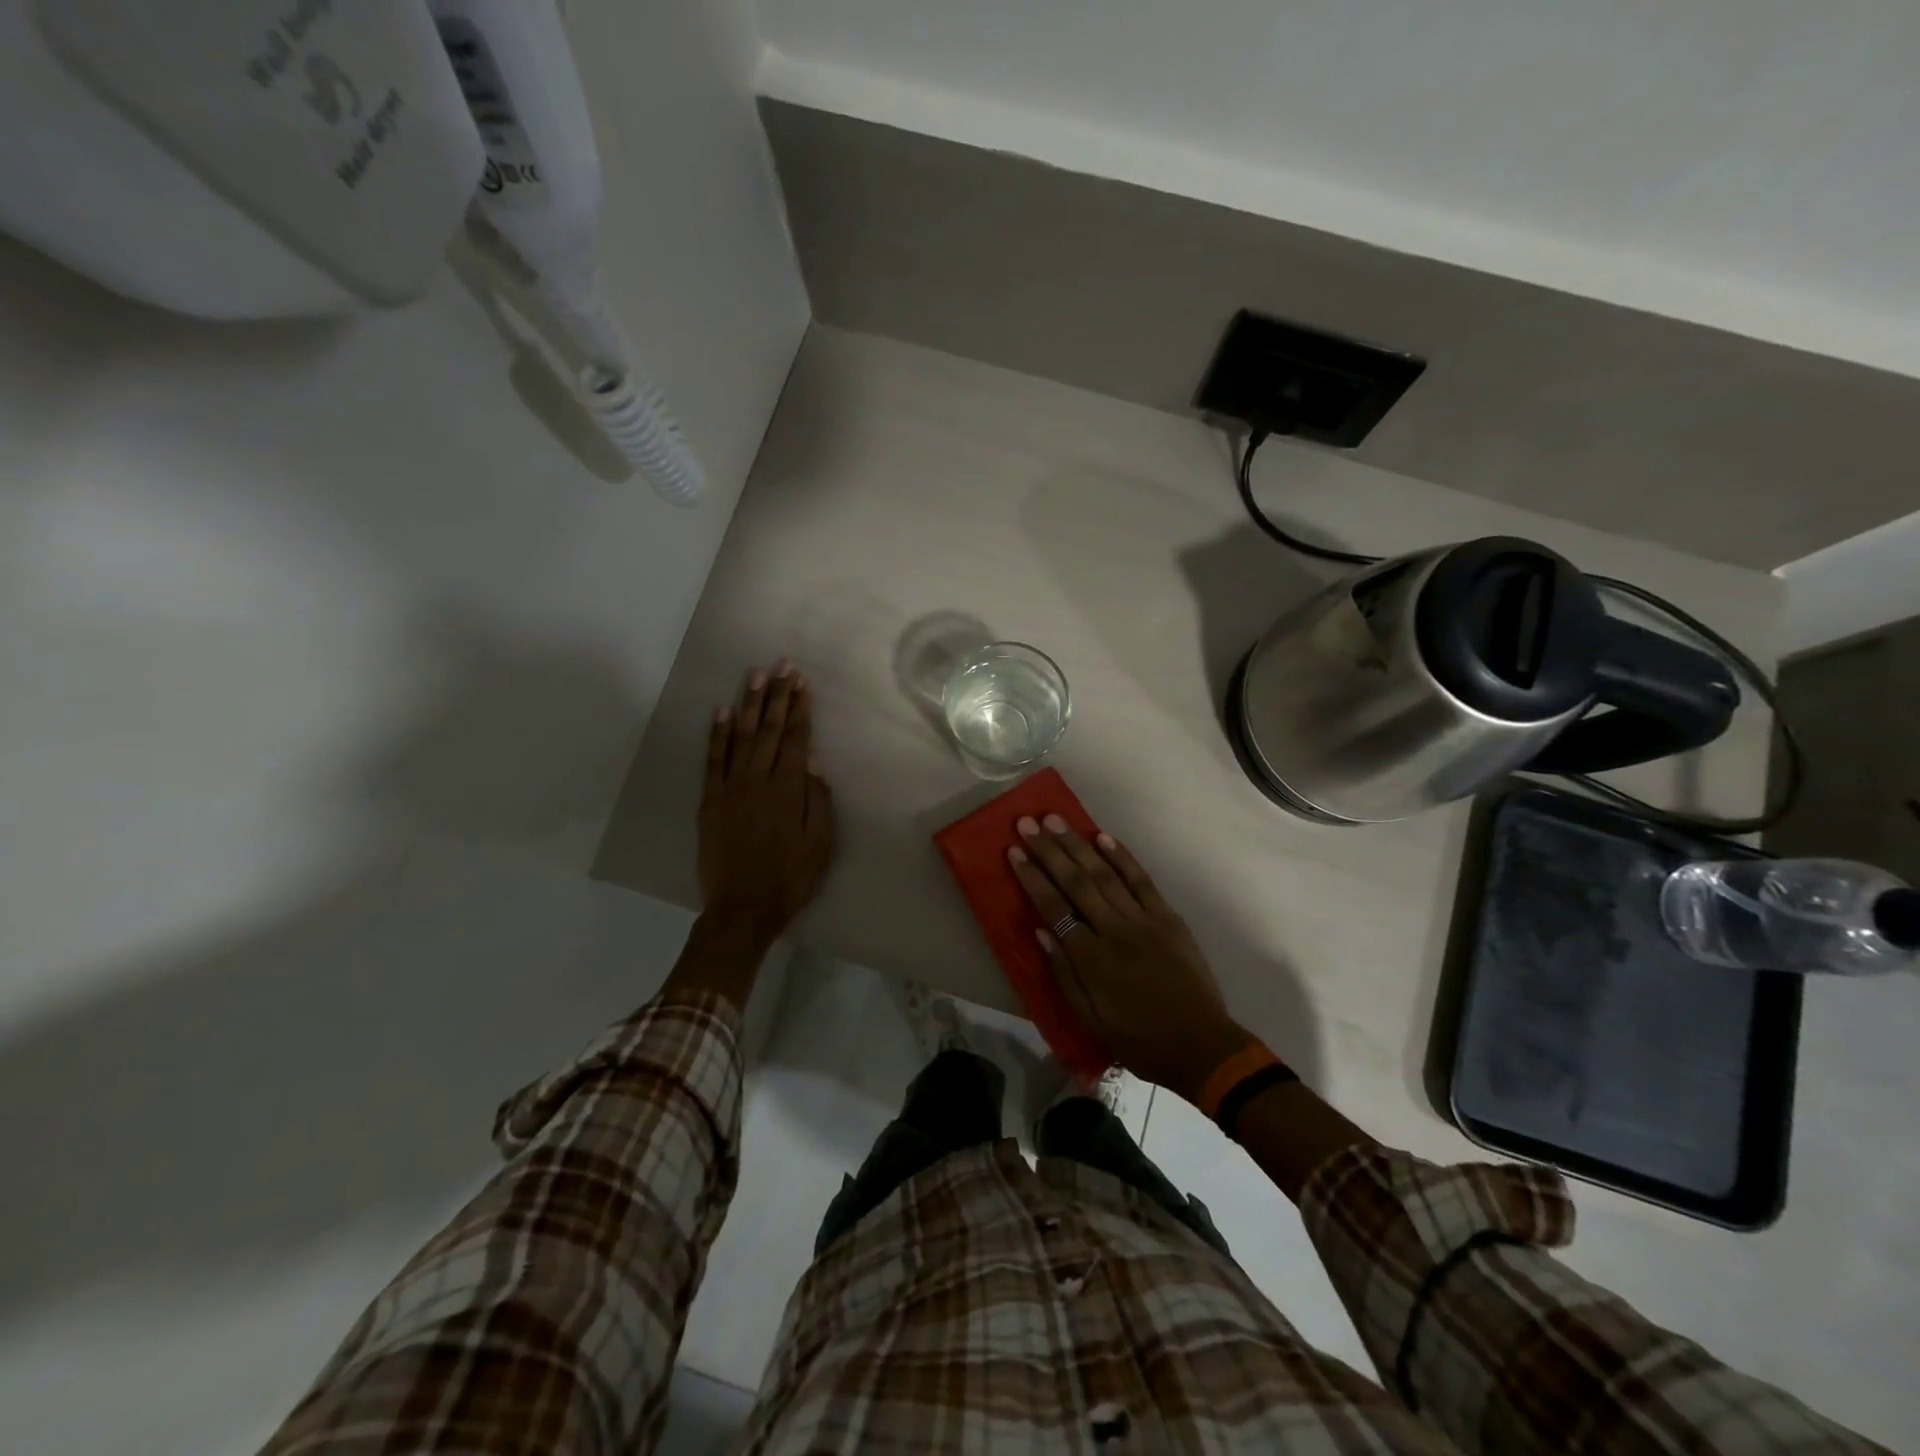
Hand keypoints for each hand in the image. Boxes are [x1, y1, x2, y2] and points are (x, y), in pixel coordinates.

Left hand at [698, 662, 834, 944]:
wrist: (743, 908)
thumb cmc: (790, 878)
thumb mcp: (821, 844)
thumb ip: (818, 801)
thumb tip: (814, 764)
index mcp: (788, 790)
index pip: (796, 739)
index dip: (799, 708)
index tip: (801, 681)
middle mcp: (758, 780)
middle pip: (771, 730)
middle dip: (778, 696)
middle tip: (781, 666)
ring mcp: (730, 788)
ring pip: (742, 737)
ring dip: (750, 705)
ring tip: (755, 676)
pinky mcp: (710, 801)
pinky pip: (713, 760)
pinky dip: (718, 735)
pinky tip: (723, 712)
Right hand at [1007, 815, 1252, 1101]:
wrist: (1202, 1046)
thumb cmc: (1139, 1040)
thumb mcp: (1091, 1021)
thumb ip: (1063, 975)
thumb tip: (1040, 932)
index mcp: (1092, 960)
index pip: (1053, 908)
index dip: (1032, 878)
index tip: (1014, 851)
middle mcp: (1115, 931)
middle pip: (1076, 882)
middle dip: (1049, 850)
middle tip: (1027, 823)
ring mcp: (1144, 921)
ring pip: (1105, 874)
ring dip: (1078, 844)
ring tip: (1056, 820)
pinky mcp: (1168, 918)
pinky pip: (1142, 881)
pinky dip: (1121, 857)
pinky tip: (1103, 837)